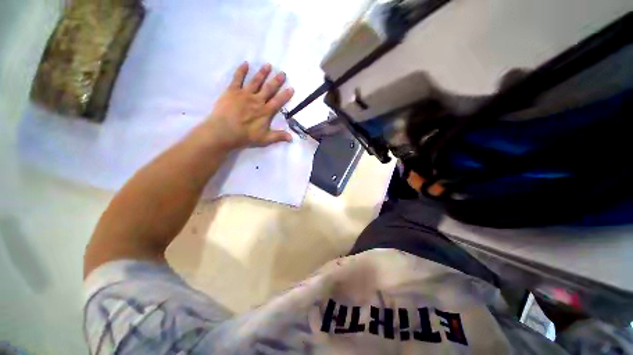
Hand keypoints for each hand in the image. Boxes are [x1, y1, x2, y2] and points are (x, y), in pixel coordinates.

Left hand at [204, 62, 293, 148]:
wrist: (224, 131)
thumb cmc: (245, 136)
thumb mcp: (265, 139)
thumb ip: (278, 136)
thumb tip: (292, 138)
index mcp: (265, 111)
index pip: (278, 101)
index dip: (285, 95)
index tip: (291, 88)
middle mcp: (257, 100)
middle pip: (268, 89)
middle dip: (276, 81)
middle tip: (282, 73)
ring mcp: (245, 94)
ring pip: (256, 81)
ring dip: (262, 73)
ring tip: (268, 65)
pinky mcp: (232, 91)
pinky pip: (238, 78)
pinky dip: (241, 71)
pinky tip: (245, 63)